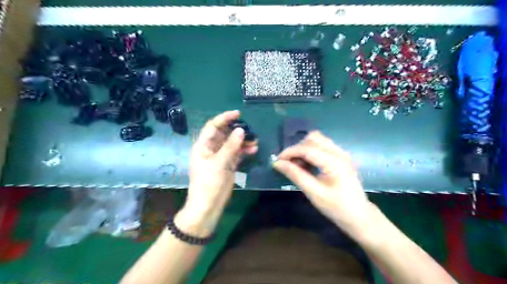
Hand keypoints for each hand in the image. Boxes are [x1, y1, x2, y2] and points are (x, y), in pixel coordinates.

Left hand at [176, 110, 257, 235]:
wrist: (208, 205)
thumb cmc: (208, 182)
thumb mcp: (219, 163)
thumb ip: (231, 146)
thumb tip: (241, 130)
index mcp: (203, 145)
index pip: (213, 126)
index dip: (224, 118)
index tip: (238, 114)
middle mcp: (211, 149)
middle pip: (224, 134)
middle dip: (237, 131)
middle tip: (250, 130)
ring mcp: (220, 157)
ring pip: (232, 144)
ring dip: (243, 141)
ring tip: (255, 141)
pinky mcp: (228, 165)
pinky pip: (237, 153)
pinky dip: (244, 151)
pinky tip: (254, 150)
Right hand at [273, 131, 375, 234]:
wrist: (359, 216)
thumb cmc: (337, 207)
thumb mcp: (313, 192)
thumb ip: (295, 175)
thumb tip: (278, 163)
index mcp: (334, 162)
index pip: (307, 148)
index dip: (290, 152)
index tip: (277, 160)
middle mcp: (339, 153)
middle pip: (313, 138)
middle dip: (297, 148)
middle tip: (289, 163)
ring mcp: (342, 154)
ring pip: (318, 140)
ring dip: (304, 149)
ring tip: (297, 165)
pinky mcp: (341, 158)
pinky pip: (323, 147)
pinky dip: (311, 152)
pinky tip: (307, 165)